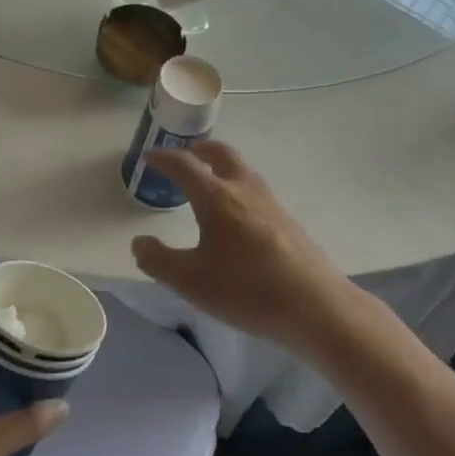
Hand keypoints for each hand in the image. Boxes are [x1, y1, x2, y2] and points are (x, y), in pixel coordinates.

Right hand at [130, 141, 369, 355]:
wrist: (315, 305)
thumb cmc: (246, 290)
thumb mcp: (190, 281)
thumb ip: (158, 260)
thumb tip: (139, 242)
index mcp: (216, 197)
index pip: (184, 165)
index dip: (163, 158)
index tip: (149, 157)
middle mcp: (244, 189)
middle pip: (220, 153)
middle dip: (199, 149)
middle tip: (184, 156)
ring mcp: (271, 203)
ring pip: (242, 170)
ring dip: (221, 167)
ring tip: (207, 183)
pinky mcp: (287, 220)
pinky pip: (255, 190)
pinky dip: (237, 187)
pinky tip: (236, 216)